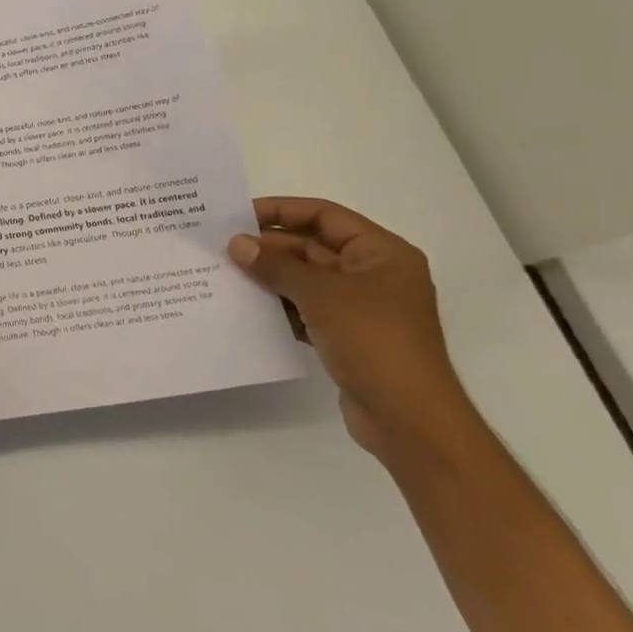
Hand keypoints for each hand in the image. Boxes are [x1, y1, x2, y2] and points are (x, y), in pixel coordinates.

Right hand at [227, 197, 473, 456]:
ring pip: (306, 279)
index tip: (238, 216)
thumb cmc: (374, 341)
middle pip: (313, 246)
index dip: (281, 211)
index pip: (325, 215)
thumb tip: (236, 243)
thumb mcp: (321, 294)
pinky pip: (306, 309)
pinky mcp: (347, 336)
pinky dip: (279, 306)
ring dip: (270, 277)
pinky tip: (247, 307)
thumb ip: (276, 265)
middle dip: (270, 247)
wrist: (409, 420)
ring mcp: (361, 308)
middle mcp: (374, 274)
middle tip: (223, 247)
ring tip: (226, 273)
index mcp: (382, 253)